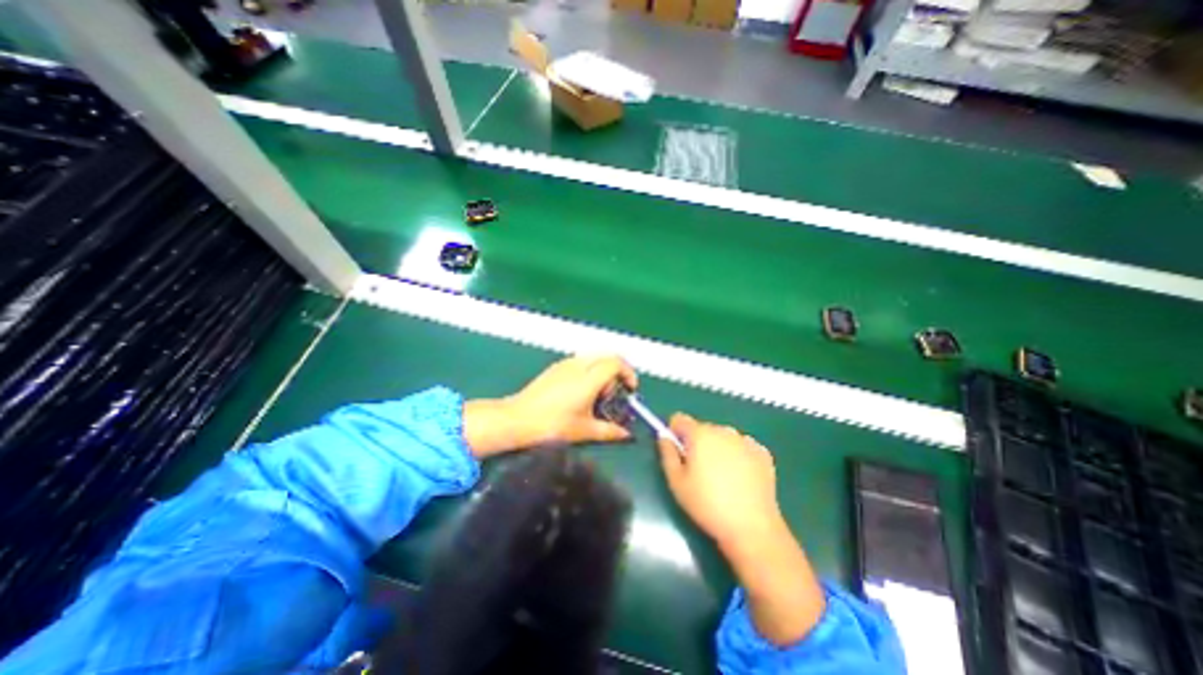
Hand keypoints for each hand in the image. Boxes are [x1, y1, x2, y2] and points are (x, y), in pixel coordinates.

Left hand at [463, 354, 637, 457]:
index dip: (628, 373)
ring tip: (599, 393)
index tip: (630, 389)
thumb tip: (627, 435)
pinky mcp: (555, 367)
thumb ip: (609, 431)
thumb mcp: (584, 430)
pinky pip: (581, 361)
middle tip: (617, 391)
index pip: (616, 363)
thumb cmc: (553, 425)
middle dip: (618, 370)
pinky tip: (582, 390)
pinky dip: (590, 370)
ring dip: (603, 369)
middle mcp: (578, 365)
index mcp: (588, 378)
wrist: (518, 419)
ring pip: (594, 357)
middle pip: (607, 356)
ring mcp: (565, 364)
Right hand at [658, 414, 779, 550]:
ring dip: (718, 449)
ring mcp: (745, 440)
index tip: (677, 452)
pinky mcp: (763, 453)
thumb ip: (667, 453)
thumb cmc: (707, 505)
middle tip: (699, 472)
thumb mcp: (676, 482)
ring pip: (723, 438)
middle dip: (697, 444)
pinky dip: (738, 456)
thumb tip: (664, 435)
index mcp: (700, 434)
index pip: (679, 419)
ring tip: (722, 478)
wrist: (753, 527)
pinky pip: (742, 447)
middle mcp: (723, 430)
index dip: (675, 433)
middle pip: (702, 429)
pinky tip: (740, 479)